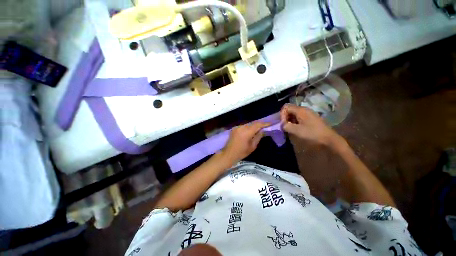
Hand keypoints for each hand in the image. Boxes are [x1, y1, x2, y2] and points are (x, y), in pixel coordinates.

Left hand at [220, 122, 269, 163]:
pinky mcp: (234, 128)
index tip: (270, 123)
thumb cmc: (241, 152)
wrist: (228, 154)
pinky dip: (248, 128)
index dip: (264, 124)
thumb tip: (262, 130)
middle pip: (252, 123)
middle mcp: (241, 127)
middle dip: (259, 125)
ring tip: (258, 129)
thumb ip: (258, 137)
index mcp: (246, 132)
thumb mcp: (252, 146)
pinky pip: (243, 126)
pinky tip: (250, 131)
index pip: (257, 125)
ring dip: (253, 126)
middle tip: (265, 127)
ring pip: (248, 124)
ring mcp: (237, 127)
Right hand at [280, 104, 343, 147]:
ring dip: (290, 120)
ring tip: (290, 129)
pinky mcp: (311, 118)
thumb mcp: (296, 131)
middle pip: (290, 110)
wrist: (329, 139)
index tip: (283, 124)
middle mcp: (304, 109)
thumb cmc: (312, 133)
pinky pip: (299, 117)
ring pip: (294, 114)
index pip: (286, 107)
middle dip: (285, 118)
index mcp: (300, 110)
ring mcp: (308, 113)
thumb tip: (282, 125)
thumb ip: (286, 126)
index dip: (282, 115)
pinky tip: (296, 129)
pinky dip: (295, 122)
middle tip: (285, 127)